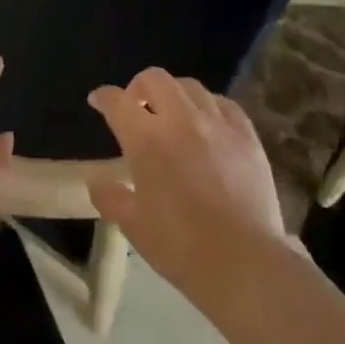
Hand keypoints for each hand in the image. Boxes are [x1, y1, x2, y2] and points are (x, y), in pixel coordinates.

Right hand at [87, 68, 287, 296]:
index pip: (117, 102)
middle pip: (154, 79)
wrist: (245, 264)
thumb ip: (111, 198)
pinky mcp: (247, 135)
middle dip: (139, 86)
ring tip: (173, 114)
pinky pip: (225, 104)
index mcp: (146, 139)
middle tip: (137, 107)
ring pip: (190, 87)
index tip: (98, 101)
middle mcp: (180, 119)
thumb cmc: (181, 247)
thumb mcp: (134, 227)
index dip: (103, 97)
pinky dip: (209, 106)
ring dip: (174, 94)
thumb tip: (97, 183)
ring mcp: (217, 123)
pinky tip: (209, 123)